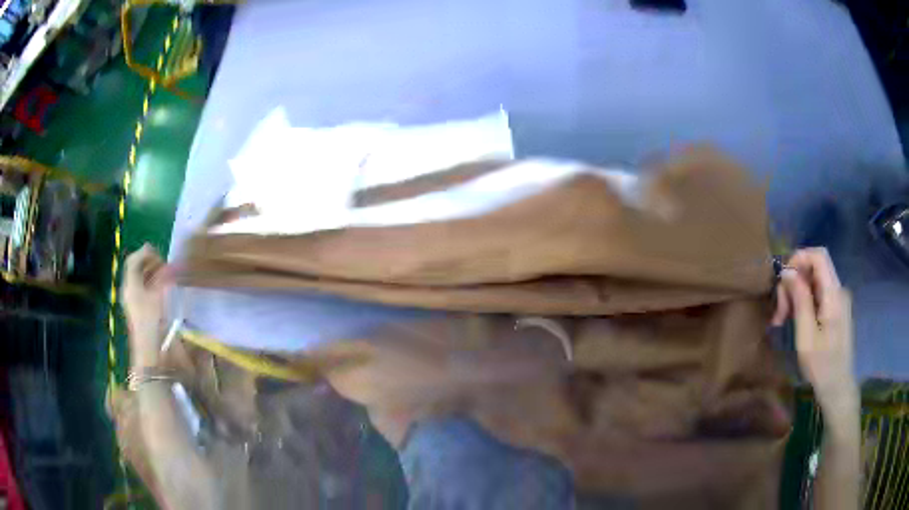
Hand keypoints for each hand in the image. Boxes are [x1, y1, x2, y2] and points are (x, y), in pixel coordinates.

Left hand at [122, 244, 172, 367]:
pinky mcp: (141, 311)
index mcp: (130, 285)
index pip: (133, 260)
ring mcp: (135, 302)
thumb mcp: (158, 296)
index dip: (146, 253)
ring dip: (154, 274)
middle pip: (137, 269)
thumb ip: (163, 277)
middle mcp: (130, 290)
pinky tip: (165, 291)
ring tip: (167, 278)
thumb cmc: (153, 323)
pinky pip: (145, 291)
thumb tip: (170, 265)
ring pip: (142, 279)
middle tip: (166, 267)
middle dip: (151, 263)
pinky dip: (154, 285)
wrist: (151, 354)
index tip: (161, 257)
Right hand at [771, 248, 856, 414]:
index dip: (798, 259)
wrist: (838, 388)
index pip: (818, 255)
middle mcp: (839, 290)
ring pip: (814, 282)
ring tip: (783, 320)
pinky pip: (818, 294)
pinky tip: (795, 321)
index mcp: (834, 294)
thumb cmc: (822, 366)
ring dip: (797, 295)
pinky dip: (804, 302)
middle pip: (814, 268)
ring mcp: (839, 300)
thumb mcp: (806, 336)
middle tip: (779, 312)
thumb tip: (788, 272)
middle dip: (794, 283)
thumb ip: (800, 300)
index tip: (782, 281)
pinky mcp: (836, 309)